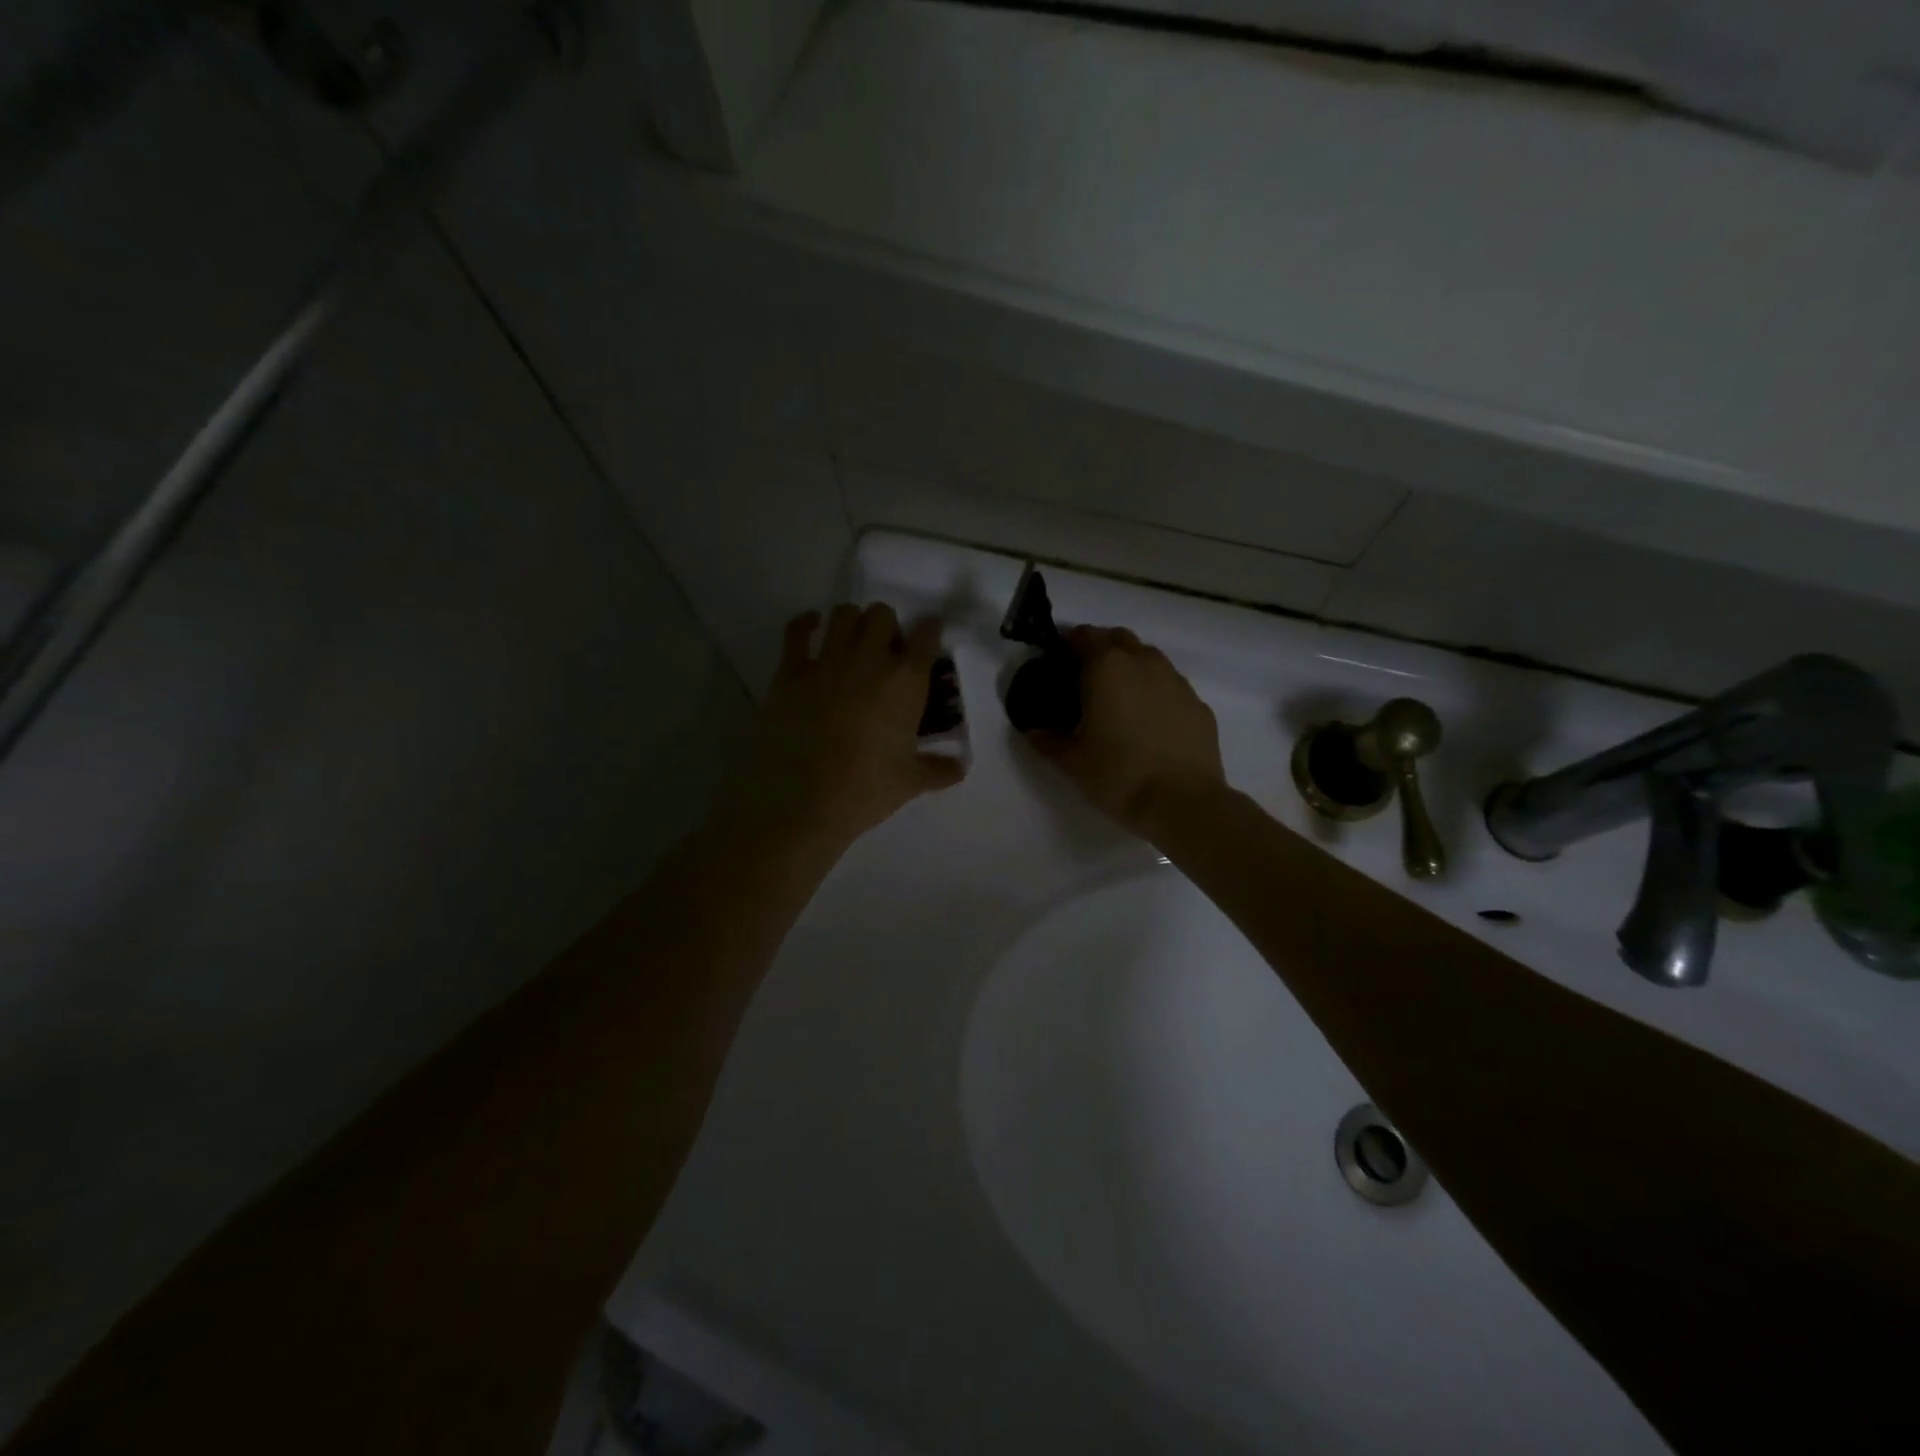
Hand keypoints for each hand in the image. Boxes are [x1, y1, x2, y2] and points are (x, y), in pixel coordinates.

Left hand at [726, 603, 964, 848]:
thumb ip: (939, 770)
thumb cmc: (866, 790)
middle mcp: (868, 660)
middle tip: (886, 650)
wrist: (802, 802)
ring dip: (853, 622)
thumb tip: (961, 768)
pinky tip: (813, 627)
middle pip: (882, 615)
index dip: (930, 630)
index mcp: (905, 682)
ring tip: (853, 641)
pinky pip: (797, 631)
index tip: (930, 634)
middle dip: (888, 626)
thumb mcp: (910, 782)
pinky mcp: (790, 672)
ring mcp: (826, 662)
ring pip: (843, 615)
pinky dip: (806, 624)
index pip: (926, 637)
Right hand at [1029, 626, 1224, 837]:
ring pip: (1149, 659)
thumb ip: (1048, 740)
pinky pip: (1171, 686)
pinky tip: (1150, 721)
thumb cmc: (1118, 776)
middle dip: (1101, 649)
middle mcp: (1144, 663)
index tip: (1058, 662)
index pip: (1083, 636)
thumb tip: (1032, 729)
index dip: (1068, 644)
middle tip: (1086, 677)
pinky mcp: (1199, 704)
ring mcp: (1176, 681)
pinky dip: (1156, 692)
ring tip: (1119, 699)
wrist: (1183, 803)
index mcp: (1107, 668)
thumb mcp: (1072, 762)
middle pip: (1119, 639)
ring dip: (1131, 667)